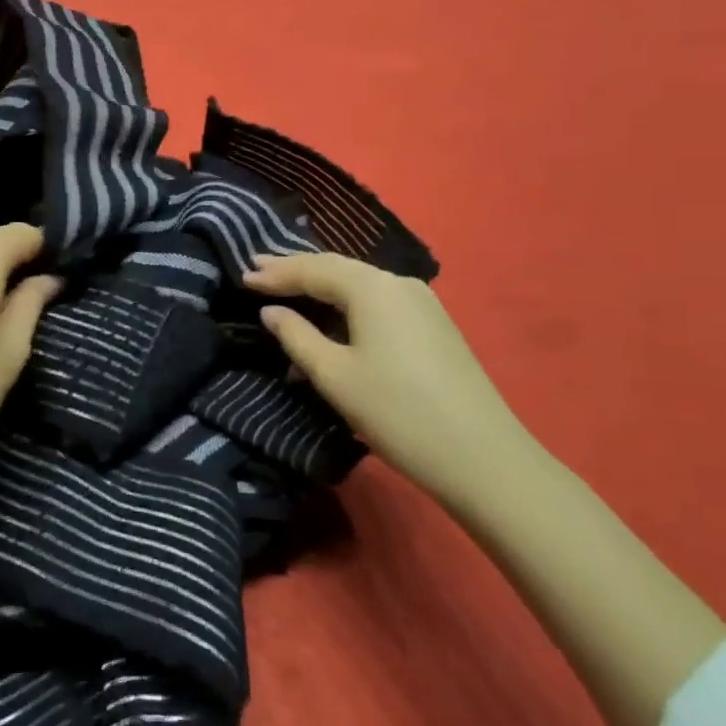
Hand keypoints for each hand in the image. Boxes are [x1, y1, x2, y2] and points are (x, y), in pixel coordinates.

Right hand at [242, 252, 534, 507]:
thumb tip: (271, 311)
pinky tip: (332, 318)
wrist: (483, 457)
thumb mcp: (335, 376)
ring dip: (321, 288)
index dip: (276, 273)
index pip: (313, 269)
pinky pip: (378, 302)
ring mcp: (421, 302)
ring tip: (288, 289)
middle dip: (296, 270)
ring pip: (359, 285)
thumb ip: (297, 336)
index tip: (243, 273)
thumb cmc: (397, 412)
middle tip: (259, 268)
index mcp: (372, 287)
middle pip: (337, 268)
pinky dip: (347, 305)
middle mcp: (398, 282)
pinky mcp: (433, 324)